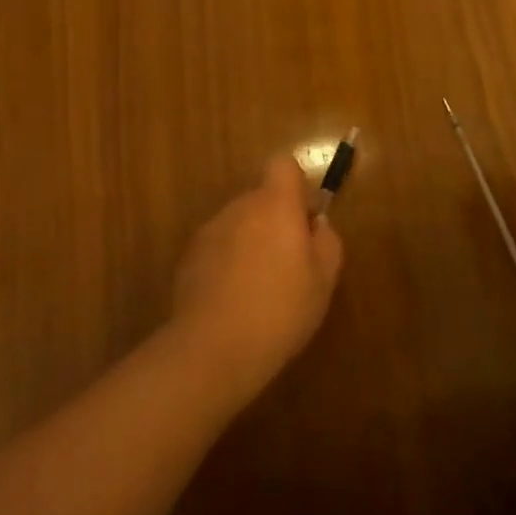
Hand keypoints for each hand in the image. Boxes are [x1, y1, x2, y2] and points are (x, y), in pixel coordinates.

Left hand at [170, 157, 344, 397]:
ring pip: (238, 224)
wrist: (214, 348)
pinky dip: (227, 264)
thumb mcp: (324, 280)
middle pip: (261, 198)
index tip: (305, 220)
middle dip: (276, 220)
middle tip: (290, 264)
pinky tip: (234, 301)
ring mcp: (209, 231)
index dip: (296, 186)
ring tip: (260, 289)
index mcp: (275, 205)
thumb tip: (318, 225)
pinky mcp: (188, 258)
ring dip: (250, 242)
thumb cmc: (281, 310)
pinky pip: (217, 248)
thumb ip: (327, 242)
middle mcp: (239, 207)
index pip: (283, 165)